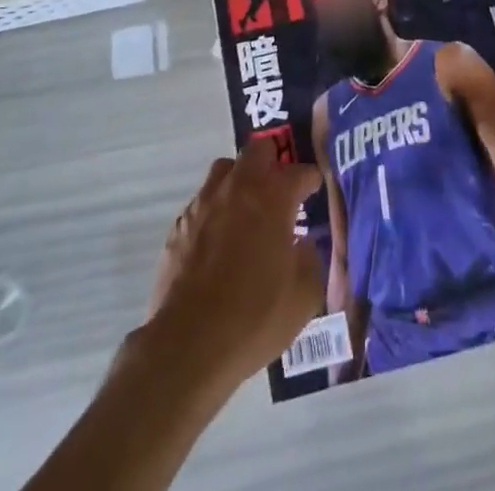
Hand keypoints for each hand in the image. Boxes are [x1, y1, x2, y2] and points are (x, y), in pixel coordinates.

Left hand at [144, 138, 323, 387]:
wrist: (189, 344)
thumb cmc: (255, 316)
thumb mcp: (304, 296)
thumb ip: (310, 260)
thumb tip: (303, 245)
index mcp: (273, 196)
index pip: (299, 171)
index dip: (310, 178)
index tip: (314, 189)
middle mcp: (238, 187)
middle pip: (258, 150)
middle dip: (273, 161)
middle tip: (280, 188)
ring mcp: (204, 203)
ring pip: (225, 169)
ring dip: (240, 180)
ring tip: (247, 209)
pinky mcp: (179, 225)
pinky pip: (203, 202)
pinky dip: (215, 211)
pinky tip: (219, 241)